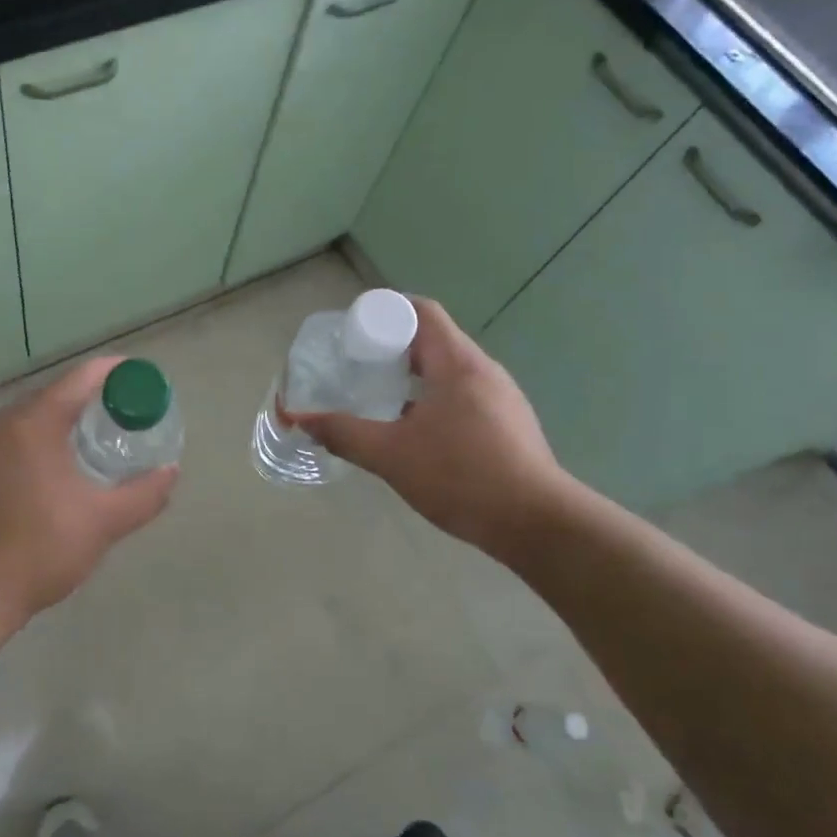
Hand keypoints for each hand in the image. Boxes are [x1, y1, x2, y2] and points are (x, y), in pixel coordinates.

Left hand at [0, 356, 176, 649]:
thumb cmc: (42, 549)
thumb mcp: (104, 523)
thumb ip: (144, 494)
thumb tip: (170, 471)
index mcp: (34, 424)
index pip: (79, 379)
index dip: (112, 372)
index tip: (137, 377)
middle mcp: (0, 423)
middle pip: (52, 395)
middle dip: (87, 398)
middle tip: (119, 415)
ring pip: (25, 418)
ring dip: (57, 421)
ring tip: (87, 441)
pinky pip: (5, 440)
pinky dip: (31, 442)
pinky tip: (46, 469)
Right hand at [288, 297, 573, 564]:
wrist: (537, 524)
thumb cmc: (461, 477)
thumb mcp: (391, 455)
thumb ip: (342, 433)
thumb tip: (298, 419)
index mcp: (457, 363)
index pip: (421, 311)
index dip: (384, 311)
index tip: (353, 332)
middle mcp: (483, 370)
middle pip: (432, 340)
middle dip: (391, 347)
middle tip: (355, 366)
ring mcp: (501, 398)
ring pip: (447, 371)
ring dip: (412, 377)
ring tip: (377, 398)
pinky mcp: (508, 424)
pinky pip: (462, 396)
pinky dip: (432, 399)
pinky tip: (414, 432)